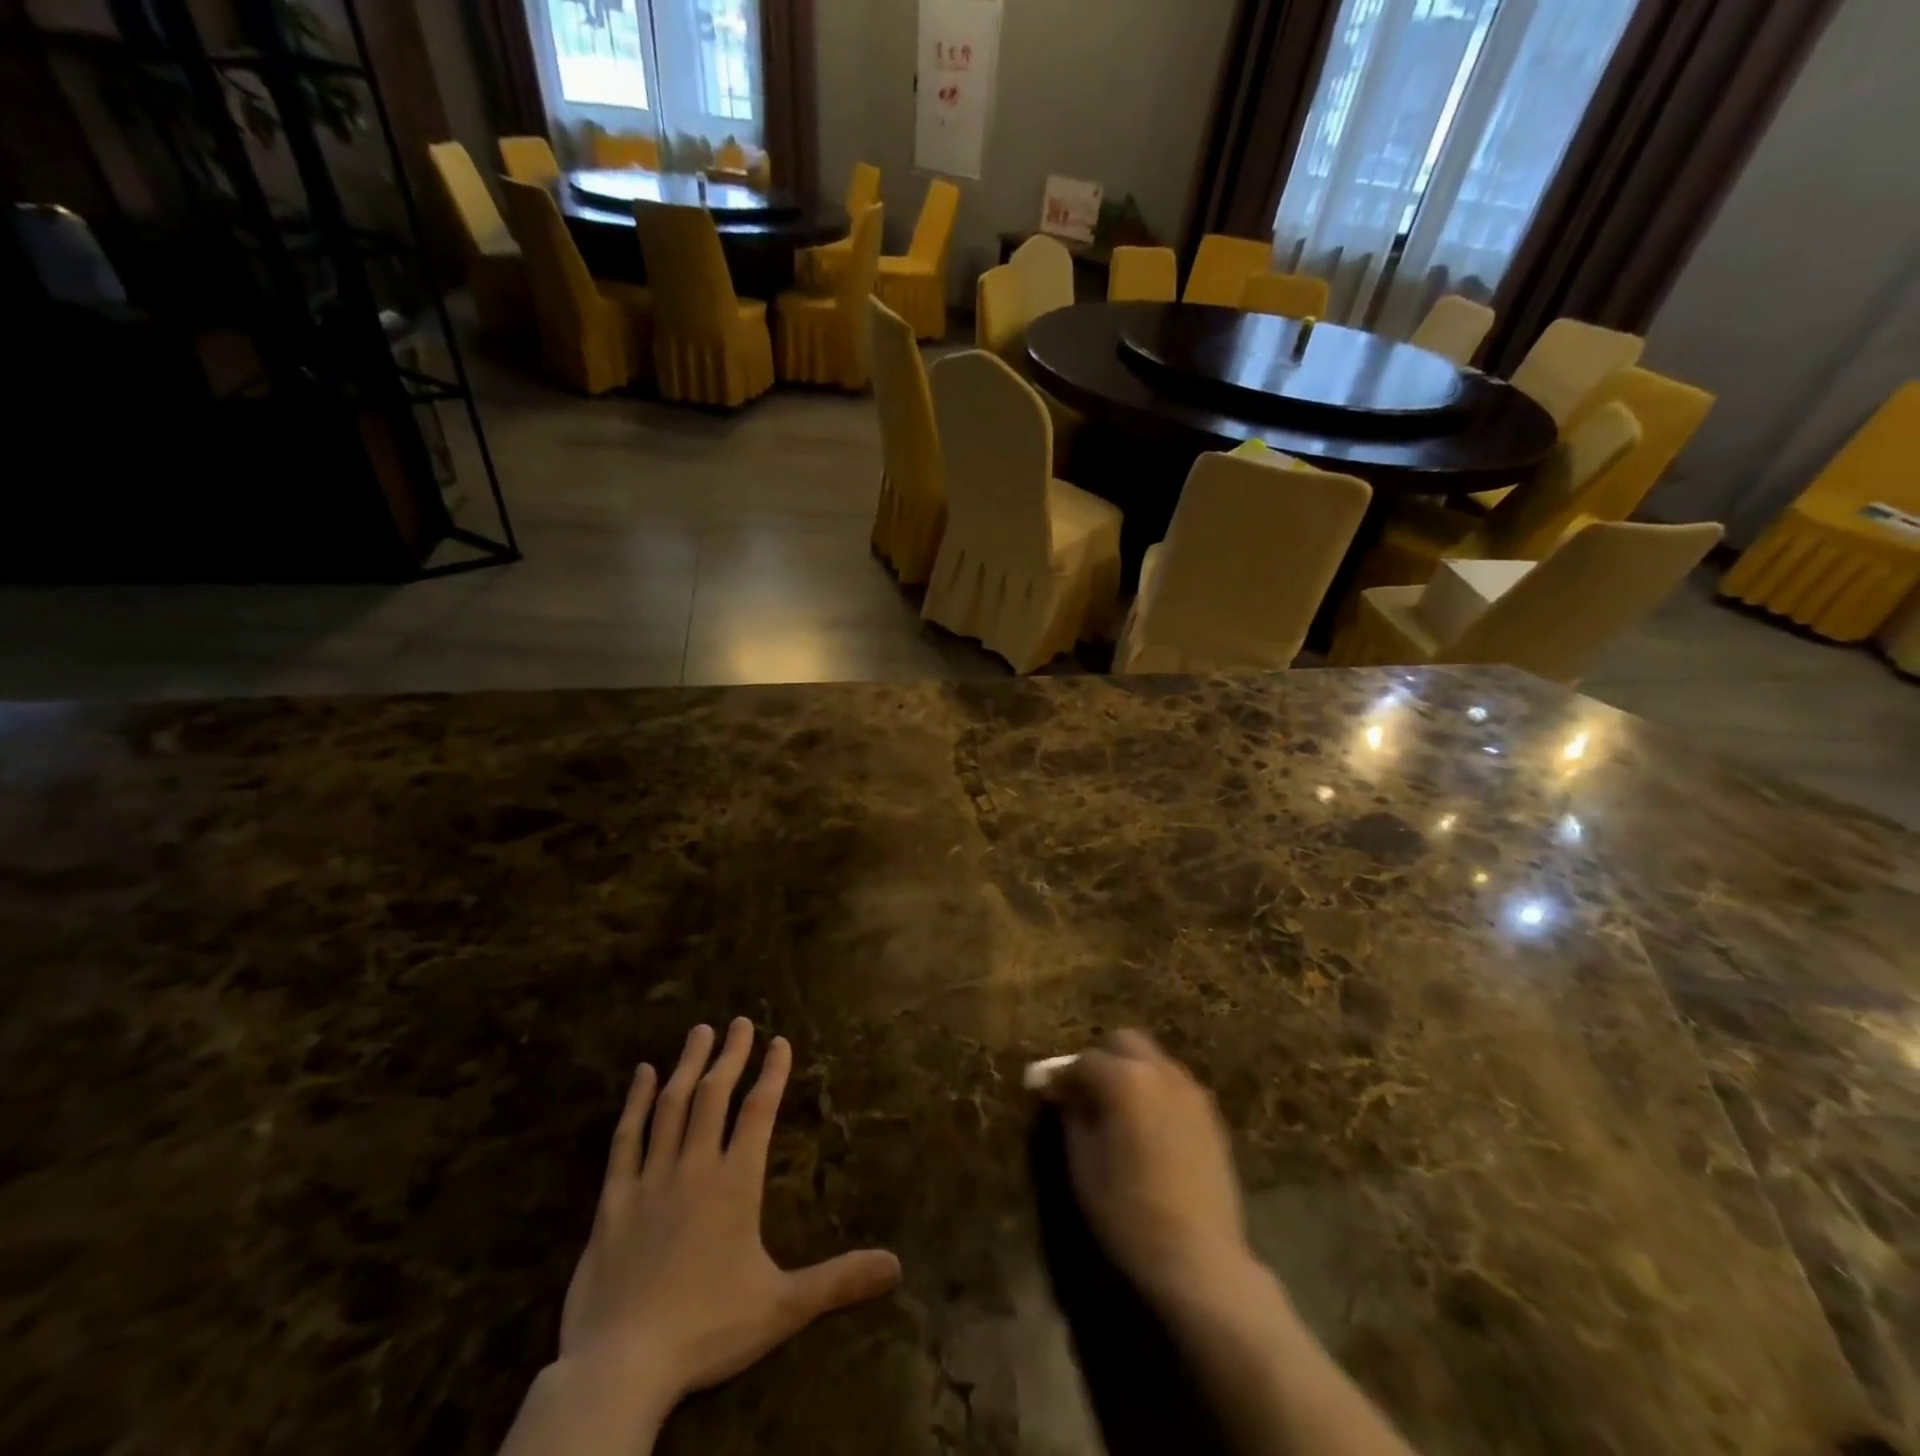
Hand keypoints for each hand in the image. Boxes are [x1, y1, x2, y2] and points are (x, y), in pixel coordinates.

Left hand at [558, 1018, 901, 1408]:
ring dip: (688, 1065)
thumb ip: (838, 1281)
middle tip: (739, 1021)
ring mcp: (650, 1180)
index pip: (759, 1112)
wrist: (621, 1367)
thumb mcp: (782, 1308)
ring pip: (672, 1106)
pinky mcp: (613, 1200)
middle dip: (730, 1055)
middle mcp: (694, 1167)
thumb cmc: (706, 1331)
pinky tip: (643, 1074)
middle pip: (715, 1095)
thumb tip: (896, 1265)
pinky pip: (625, 1139)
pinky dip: (635, 1102)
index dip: (771, 1073)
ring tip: (699, 1031)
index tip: (780, 1041)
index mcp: (735, 1184)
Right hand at [1041, 1030, 1254, 1313]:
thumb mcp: (1083, 1165)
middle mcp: (1161, 1072)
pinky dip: (1155, 1092)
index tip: (1047, 1093)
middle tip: (1085, 1093)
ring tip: (1117, 1110)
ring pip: (1153, 1061)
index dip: (1061, 1076)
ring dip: (1131, 1073)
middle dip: (1102, 1060)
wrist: (1200, 1259)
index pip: (1083, 1061)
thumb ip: (1072, 1117)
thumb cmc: (1129, 1213)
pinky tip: (1147, 1128)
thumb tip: (1064, 1094)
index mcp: (1125, 1079)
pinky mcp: (1211, 1116)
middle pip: (1124, 1043)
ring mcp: (1191, 1092)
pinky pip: (1174, 1086)